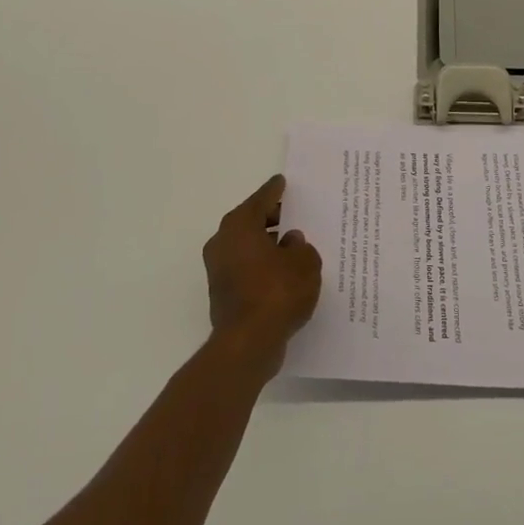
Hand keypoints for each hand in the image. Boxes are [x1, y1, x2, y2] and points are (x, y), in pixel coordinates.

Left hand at [203, 175, 321, 365]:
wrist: (248, 343)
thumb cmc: (277, 292)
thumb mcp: (304, 263)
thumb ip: (301, 247)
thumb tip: (290, 242)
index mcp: (239, 226)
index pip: (261, 199)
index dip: (274, 190)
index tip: (281, 182)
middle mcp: (223, 242)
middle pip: (250, 222)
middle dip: (271, 218)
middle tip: (293, 214)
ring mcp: (219, 269)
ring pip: (247, 247)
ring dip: (267, 245)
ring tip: (294, 247)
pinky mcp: (222, 293)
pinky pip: (247, 268)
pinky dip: (262, 266)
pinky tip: (283, 273)